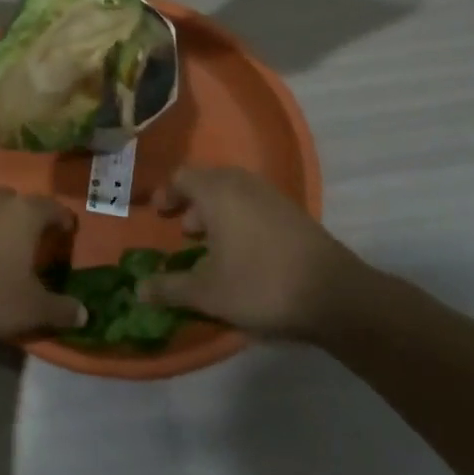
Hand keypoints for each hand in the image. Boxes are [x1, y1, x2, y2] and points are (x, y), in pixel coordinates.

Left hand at [0, 189, 87, 344]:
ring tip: (4, 246)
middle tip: (34, 237)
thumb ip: (61, 309)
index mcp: (24, 213)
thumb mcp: (33, 308)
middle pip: (17, 201)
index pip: (51, 207)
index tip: (67, 231)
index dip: (62, 219)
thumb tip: (84, 313)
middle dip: (27, 215)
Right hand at [140, 167, 375, 340]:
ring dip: (217, 213)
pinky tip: (243, 254)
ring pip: (235, 193)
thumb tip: (137, 290)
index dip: (166, 194)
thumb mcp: (206, 293)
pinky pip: (255, 205)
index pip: (182, 177)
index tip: (159, 216)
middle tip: (183, 233)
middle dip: (192, 204)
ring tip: (211, 246)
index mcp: (218, 192)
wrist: (336, 297)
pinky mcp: (295, 214)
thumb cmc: (260, 285)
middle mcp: (244, 185)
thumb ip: (169, 288)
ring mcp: (274, 197)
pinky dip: (241, 220)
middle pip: (209, 182)